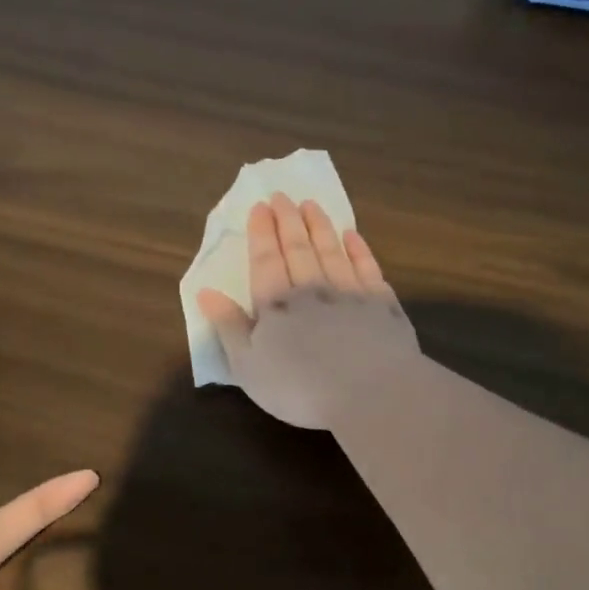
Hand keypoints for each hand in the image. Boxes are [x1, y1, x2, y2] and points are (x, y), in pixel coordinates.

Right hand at [196, 193, 419, 428]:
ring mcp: (350, 293)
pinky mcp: (383, 305)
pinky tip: (353, 236)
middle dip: (289, 221)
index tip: (260, 207)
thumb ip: (228, 326)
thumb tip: (206, 292)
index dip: (262, 233)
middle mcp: (313, 289)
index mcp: (277, 304)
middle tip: (283, 196)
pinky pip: (368, 268)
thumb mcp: (248, 366)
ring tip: (312, 205)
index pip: (266, 260)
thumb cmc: (299, 387)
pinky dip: (359, 250)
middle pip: (299, 248)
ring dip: (320, 227)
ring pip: (332, 251)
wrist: (370, 393)